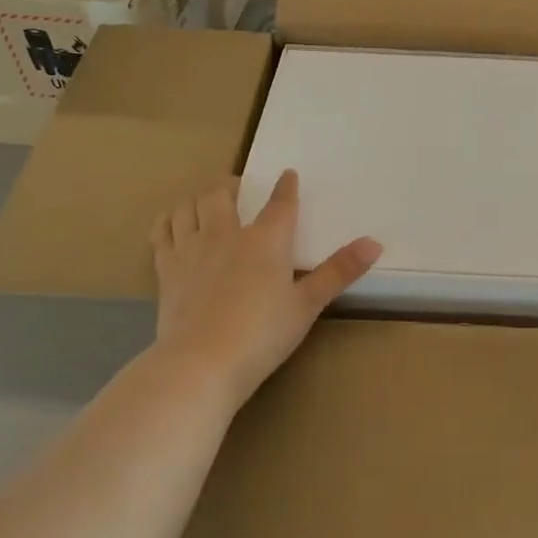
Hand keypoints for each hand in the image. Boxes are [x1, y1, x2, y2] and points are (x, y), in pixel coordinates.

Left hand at [151, 172, 381, 406]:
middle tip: (238, 186)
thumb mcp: (307, 305)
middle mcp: (225, 234)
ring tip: (206, 201)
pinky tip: (172, 222)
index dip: (285, 187)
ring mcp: (191, 249)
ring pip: (189, 207)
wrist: (202, 362)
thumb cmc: (263, 334)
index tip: (288, 174)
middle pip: (222, 194)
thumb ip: (339, 272)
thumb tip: (375, 242)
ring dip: (198, 198)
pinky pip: (162, 232)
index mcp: (265, 241)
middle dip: (231, 184)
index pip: (279, 204)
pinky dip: (168, 220)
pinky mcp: (166, 269)